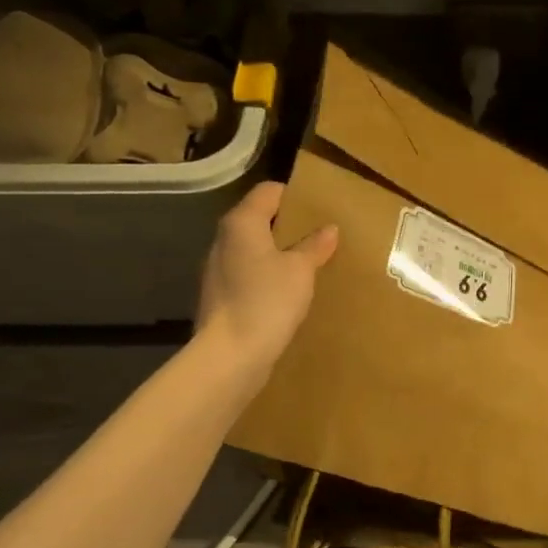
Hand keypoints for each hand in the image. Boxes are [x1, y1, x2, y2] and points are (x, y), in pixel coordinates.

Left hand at [196, 182, 337, 374]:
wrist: (230, 356)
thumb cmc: (266, 300)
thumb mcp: (300, 270)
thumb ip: (314, 246)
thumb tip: (328, 229)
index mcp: (242, 223)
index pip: (268, 191)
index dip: (295, 196)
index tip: (320, 208)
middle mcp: (224, 240)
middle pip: (259, 220)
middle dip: (289, 227)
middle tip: (320, 237)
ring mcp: (218, 270)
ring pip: (253, 250)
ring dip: (278, 255)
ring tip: (308, 266)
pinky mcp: (220, 297)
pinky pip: (249, 276)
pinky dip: (268, 278)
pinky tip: (288, 294)